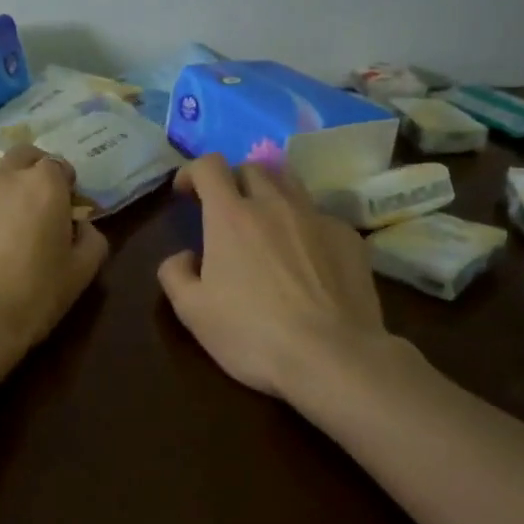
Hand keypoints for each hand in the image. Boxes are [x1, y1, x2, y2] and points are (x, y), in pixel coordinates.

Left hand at [0, 145, 109, 357]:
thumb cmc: (34, 296)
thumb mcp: (81, 273)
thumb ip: (91, 239)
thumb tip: (80, 226)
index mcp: (43, 185)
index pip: (58, 165)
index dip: (64, 185)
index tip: (65, 211)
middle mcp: (4, 178)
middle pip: (22, 157)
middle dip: (32, 172)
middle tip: (35, 208)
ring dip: (2, 199)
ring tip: (1, 240)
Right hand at [158, 155, 388, 397]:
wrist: (333, 357)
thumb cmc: (253, 334)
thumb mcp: (193, 312)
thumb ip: (175, 274)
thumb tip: (184, 256)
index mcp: (231, 215)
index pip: (209, 166)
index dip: (192, 172)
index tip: (185, 192)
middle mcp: (274, 203)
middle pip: (251, 168)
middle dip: (233, 181)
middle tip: (226, 211)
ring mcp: (316, 217)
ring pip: (289, 183)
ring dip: (270, 193)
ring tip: (267, 223)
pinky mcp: (348, 237)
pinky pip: (320, 215)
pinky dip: (304, 225)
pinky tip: (307, 258)